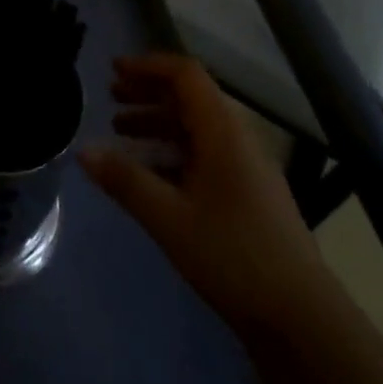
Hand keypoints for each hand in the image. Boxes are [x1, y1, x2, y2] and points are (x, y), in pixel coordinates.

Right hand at [80, 54, 324, 329]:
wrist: (299, 317)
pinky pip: (204, 153)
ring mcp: (246, 167)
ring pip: (197, 127)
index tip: (113, 71)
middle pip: (191, 98)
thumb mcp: (169, 218)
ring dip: (158, 122)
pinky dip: (172, 151)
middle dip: (149, 92)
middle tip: (111, 97)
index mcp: (224, 132)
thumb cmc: (233, 256)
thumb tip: (83, 150)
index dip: (149, 66)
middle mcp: (238, 139)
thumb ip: (125, 180)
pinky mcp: (248, 193)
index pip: (187, 75)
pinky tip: (149, 172)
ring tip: (120, 131)